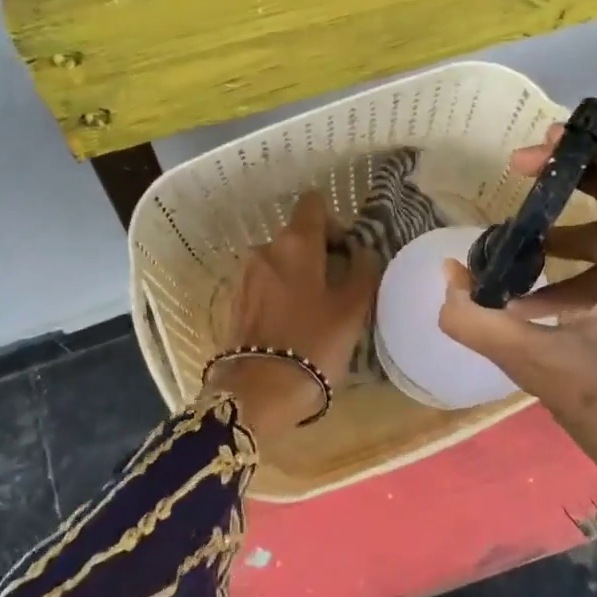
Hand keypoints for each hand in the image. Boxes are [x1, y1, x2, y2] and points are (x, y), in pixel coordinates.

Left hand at [205, 193, 379, 440]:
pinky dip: (278, 295)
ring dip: (297, 276)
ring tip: (313, 312)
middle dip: (318, 254)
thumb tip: (362, 251)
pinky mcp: (233, 301)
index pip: (313, 204)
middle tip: (337, 289)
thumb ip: (363, 270)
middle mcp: (264, 249)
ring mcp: (244, 275)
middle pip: (296, 235)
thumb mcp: (353, 309)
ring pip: (279, 262)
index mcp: (295, 243)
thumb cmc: (314, 344)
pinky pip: (263, 285)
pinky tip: (290, 326)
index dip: (333, 222)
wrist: (259, 393)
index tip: (345, 253)